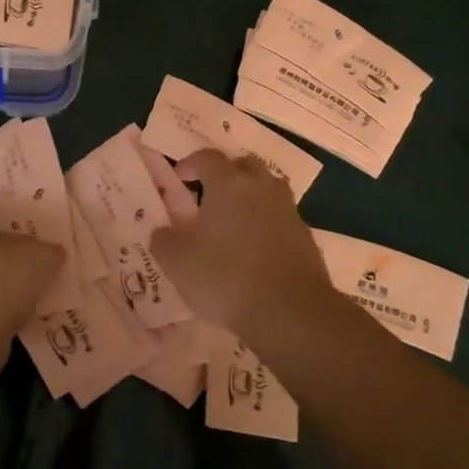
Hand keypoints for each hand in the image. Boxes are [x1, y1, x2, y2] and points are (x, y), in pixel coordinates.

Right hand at [149, 150, 336, 335]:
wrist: (289, 311)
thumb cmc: (226, 278)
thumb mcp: (178, 262)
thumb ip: (164, 240)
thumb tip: (163, 231)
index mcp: (229, 183)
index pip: (208, 157)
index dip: (190, 163)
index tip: (179, 177)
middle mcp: (262, 187)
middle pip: (243, 165)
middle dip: (225, 174)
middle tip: (209, 195)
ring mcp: (288, 210)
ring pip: (267, 188)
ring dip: (249, 196)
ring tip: (232, 220)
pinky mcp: (305, 235)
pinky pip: (280, 216)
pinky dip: (265, 222)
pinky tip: (254, 247)